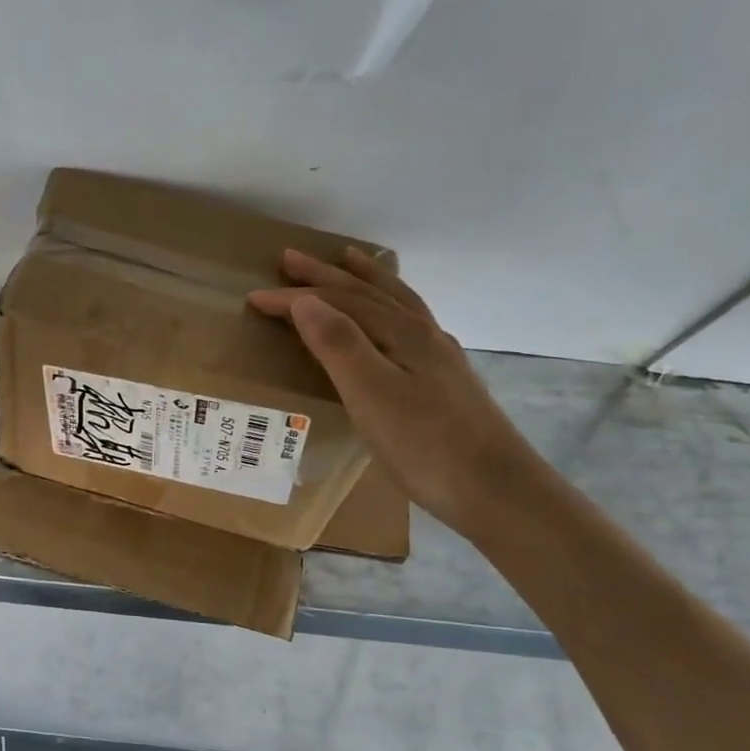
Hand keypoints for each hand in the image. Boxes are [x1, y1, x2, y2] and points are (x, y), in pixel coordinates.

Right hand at [248, 250, 543, 533]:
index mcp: (401, 334)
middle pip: (368, 293)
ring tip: (348, 261)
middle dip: (326, 275)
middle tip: (289, 259)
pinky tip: (392, 319)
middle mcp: (422, 334)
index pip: (338, 303)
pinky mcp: (445, 379)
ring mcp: (438, 356)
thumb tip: (306, 300)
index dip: (295, 298)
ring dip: (366, 279)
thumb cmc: (424, 446)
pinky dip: (390, 305)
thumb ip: (339, 345)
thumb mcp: (371, 395)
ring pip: (396, 302)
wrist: (495, 490)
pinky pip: (409, 323)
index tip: (254, 297)